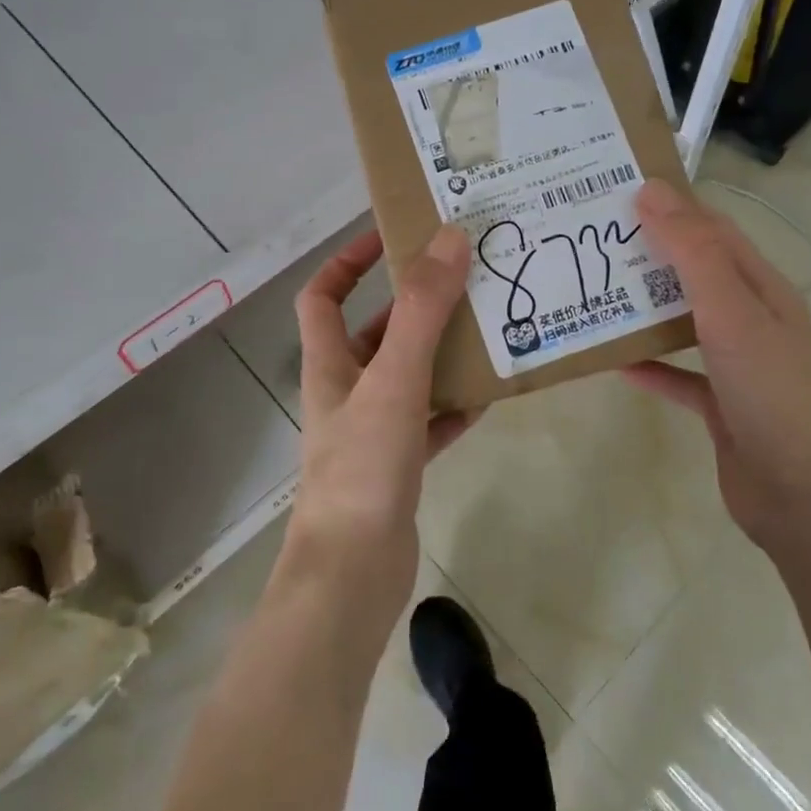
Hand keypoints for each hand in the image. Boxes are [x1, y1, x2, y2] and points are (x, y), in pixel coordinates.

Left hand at [286, 226, 475, 610]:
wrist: (353, 573)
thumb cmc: (363, 466)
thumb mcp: (394, 378)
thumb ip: (422, 310)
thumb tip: (449, 238)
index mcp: (330, 364)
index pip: (322, 295)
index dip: (347, 261)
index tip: (389, 237)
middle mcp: (346, 391)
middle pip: (375, 333)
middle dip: (414, 306)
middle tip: (464, 281)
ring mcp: (372, 430)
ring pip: (408, 377)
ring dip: (441, 354)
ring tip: (488, 329)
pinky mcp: (397, 465)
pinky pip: (429, 422)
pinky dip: (453, 407)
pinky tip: (488, 397)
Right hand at [625, 179, 810, 546]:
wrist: (807, 498)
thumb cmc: (773, 392)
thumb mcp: (732, 311)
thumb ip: (693, 251)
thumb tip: (652, 191)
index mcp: (762, 288)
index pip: (713, 230)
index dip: (671, 206)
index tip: (616, 191)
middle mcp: (753, 320)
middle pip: (696, 273)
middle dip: (650, 255)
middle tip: (592, 241)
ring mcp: (739, 366)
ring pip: (685, 323)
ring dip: (645, 308)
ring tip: (595, 292)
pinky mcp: (722, 407)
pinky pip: (680, 376)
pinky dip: (651, 366)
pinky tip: (616, 363)